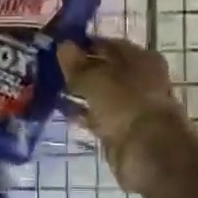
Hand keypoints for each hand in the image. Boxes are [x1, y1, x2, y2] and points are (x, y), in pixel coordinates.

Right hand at [58, 37, 194, 193]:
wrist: (148, 152)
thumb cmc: (126, 103)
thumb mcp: (95, 78)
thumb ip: (77, 64)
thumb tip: (63, 45)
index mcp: (141, 59)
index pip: (109, 45)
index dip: (85, 44)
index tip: (59, 45)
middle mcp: (139, 80)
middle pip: (105, 70)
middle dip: (80, 69)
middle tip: (50, 66)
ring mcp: (130, 107)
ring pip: (99, 94)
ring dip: (79, 91)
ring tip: (49, 85)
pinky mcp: (120, 131)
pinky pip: (96, 116)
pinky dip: (80, 112)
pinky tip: (60, 108)